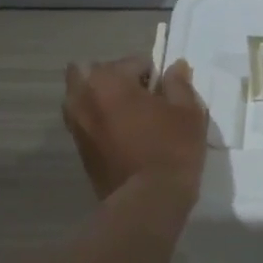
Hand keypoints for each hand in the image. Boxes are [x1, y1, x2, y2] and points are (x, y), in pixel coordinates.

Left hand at [64, 56, 208, 203]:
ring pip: (82, 98)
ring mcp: (75, 125)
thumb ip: (179, 84)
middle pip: (90, 72)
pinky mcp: (79, 150)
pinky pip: (85, 123)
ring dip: (101, 99)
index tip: (167, 93)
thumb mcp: (187, 111)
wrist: (148, 201)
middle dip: (113, 78)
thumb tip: (175, 67)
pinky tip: (124, 137)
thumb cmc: (171, 148)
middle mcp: (82, 98)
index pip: (132, 62)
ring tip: (130, 117)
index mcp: (107, 80)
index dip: (153, 74)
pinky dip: (99, 122)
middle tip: (140, 97)